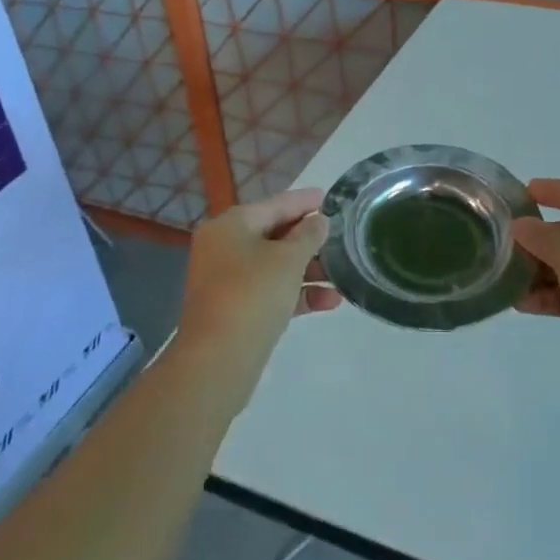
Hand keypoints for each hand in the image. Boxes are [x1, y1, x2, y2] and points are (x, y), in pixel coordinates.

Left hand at [174, 189, 339, 407]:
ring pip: (275, 266)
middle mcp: (224, 248)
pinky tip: (330, 302)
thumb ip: (308, 236)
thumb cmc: (252, 295)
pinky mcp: (235, 310)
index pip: (275, 205)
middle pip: (274, 235)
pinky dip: (297, 294)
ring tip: (342, 275)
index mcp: (231, 226)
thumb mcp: (288, 260)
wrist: (217, 362)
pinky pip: (271, 292)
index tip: (330, 197)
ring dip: (308, 270)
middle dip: (309, 240)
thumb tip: (318, 221)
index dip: (304, 201)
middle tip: (340, 237)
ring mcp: (227, 281)